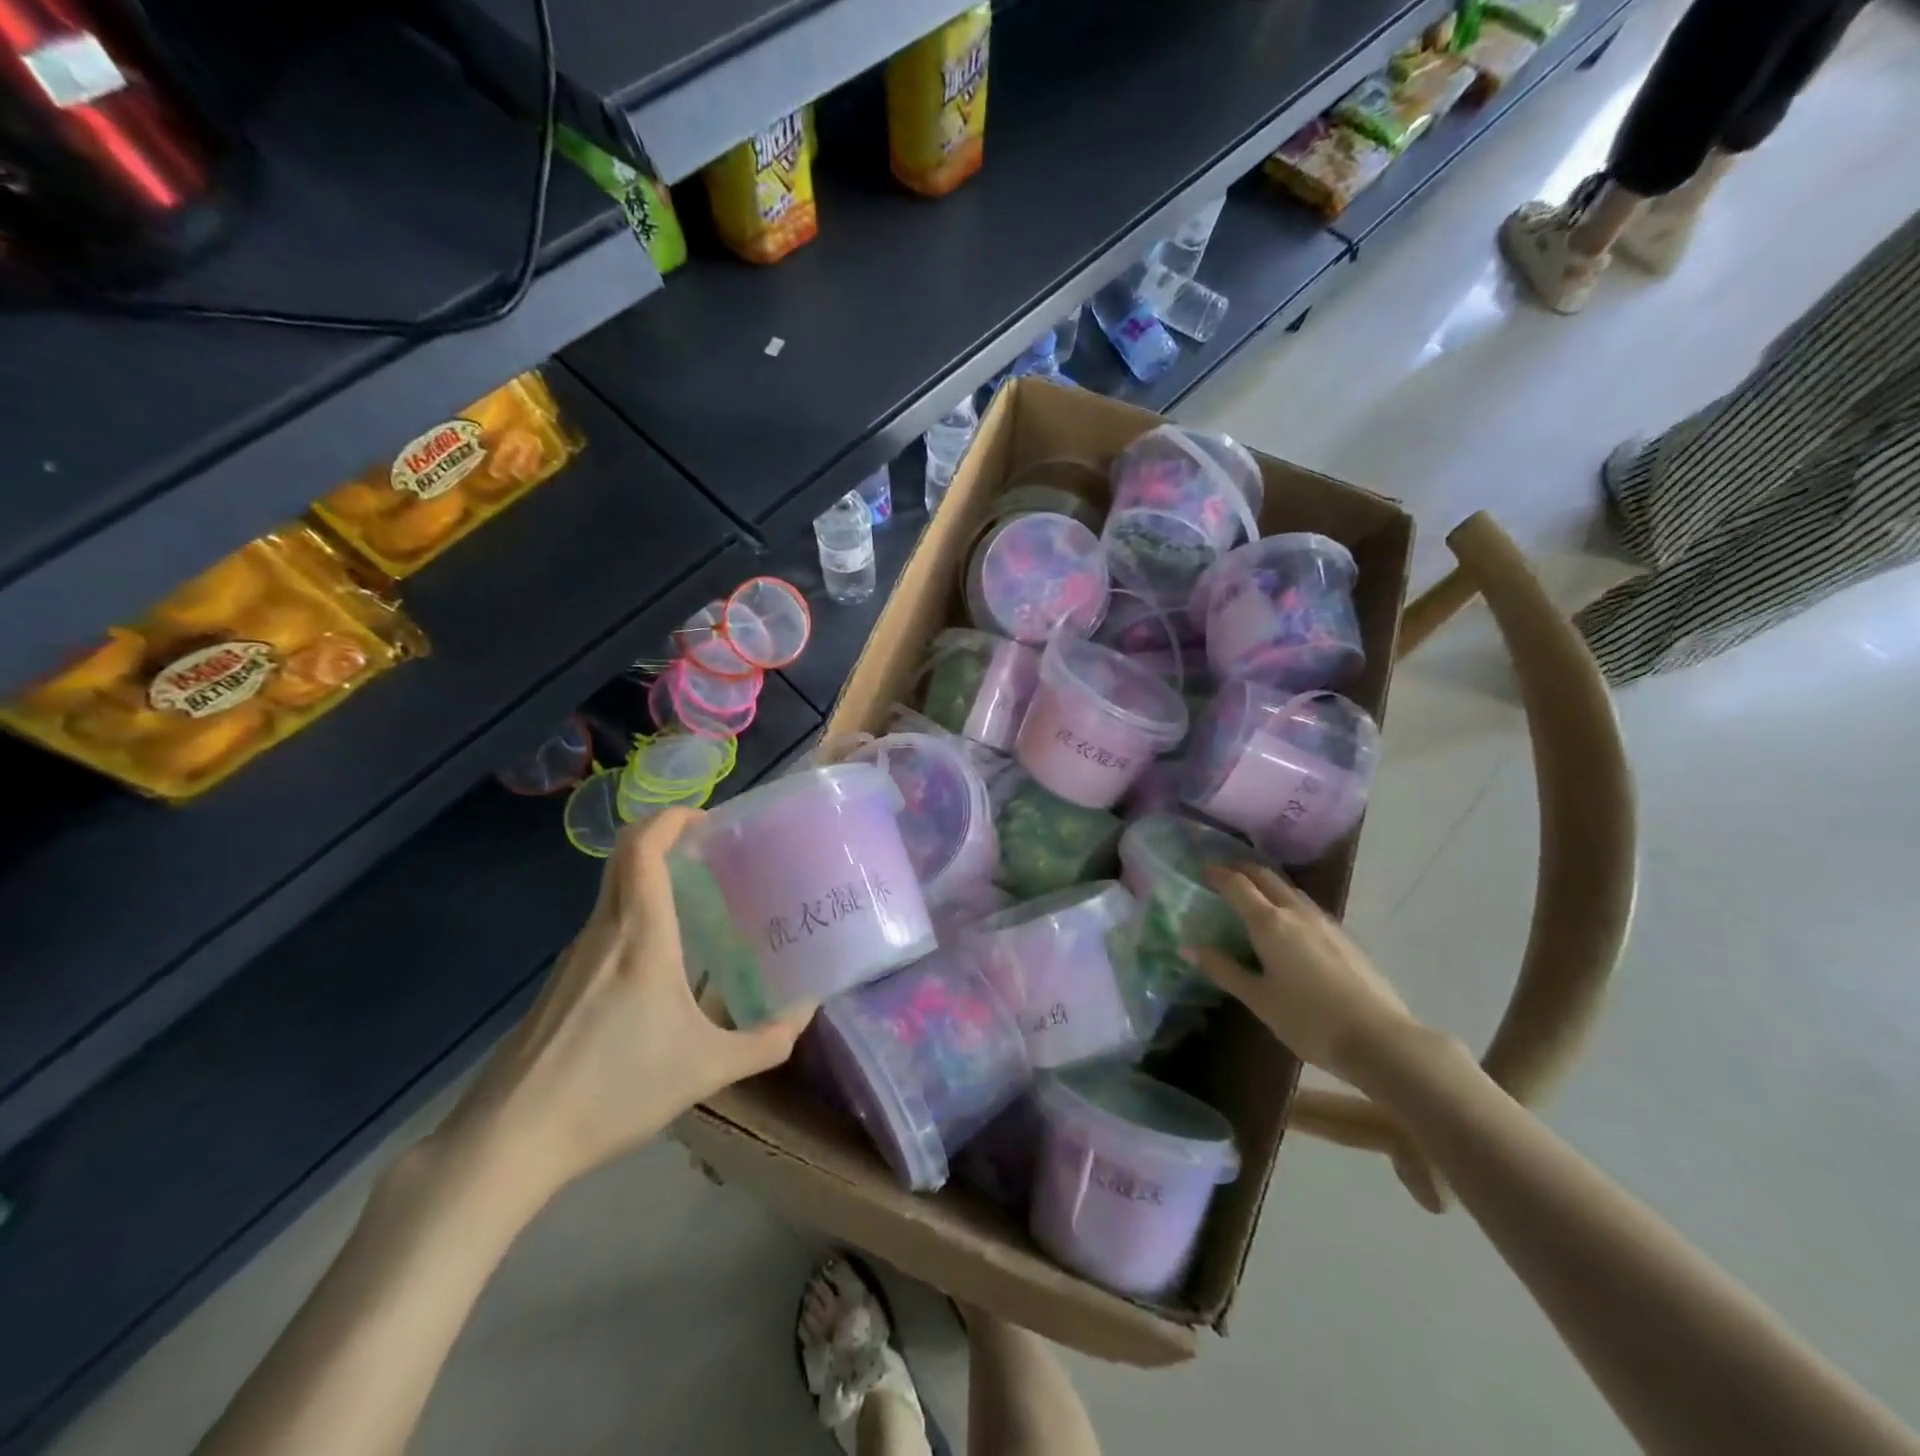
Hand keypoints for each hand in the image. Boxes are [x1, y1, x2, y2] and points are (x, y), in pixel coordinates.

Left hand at [432, 807, 814, 1206]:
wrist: (508, 1140)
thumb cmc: (614, 1090)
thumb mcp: (706, 1069)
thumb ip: (766, 1041)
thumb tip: (806, 1011)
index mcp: (639, 934)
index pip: (642, 847)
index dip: (671, 817)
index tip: (708, 820)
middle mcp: (602, 932)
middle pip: (624, 858)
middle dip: (666, 840)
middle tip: (713, 855)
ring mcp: (573, 958)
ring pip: (614, 895)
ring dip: (652, 883)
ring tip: (699, 908)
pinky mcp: (558, 985)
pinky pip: (603, 930)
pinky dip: (635, 920)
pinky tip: (659, 966)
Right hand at [1192, 863, 1417, 1084]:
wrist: (1380, 1039)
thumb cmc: (1309, 1020)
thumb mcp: (1258, 999)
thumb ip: (1222, 969)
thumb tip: (1187, 946)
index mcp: (1269, 923)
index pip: (1238, 885)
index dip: (1218, 874)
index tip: (1203, 868)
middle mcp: (1296, 912)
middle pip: (1267, 877)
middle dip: (1243, 869)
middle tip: (1224, 872)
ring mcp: (1324, 922)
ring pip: (1290, 890)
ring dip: (1268, 883)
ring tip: (1253, 893)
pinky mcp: (1343, 937)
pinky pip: (1306, 906)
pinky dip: (1287, 901)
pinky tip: (1288, 922)